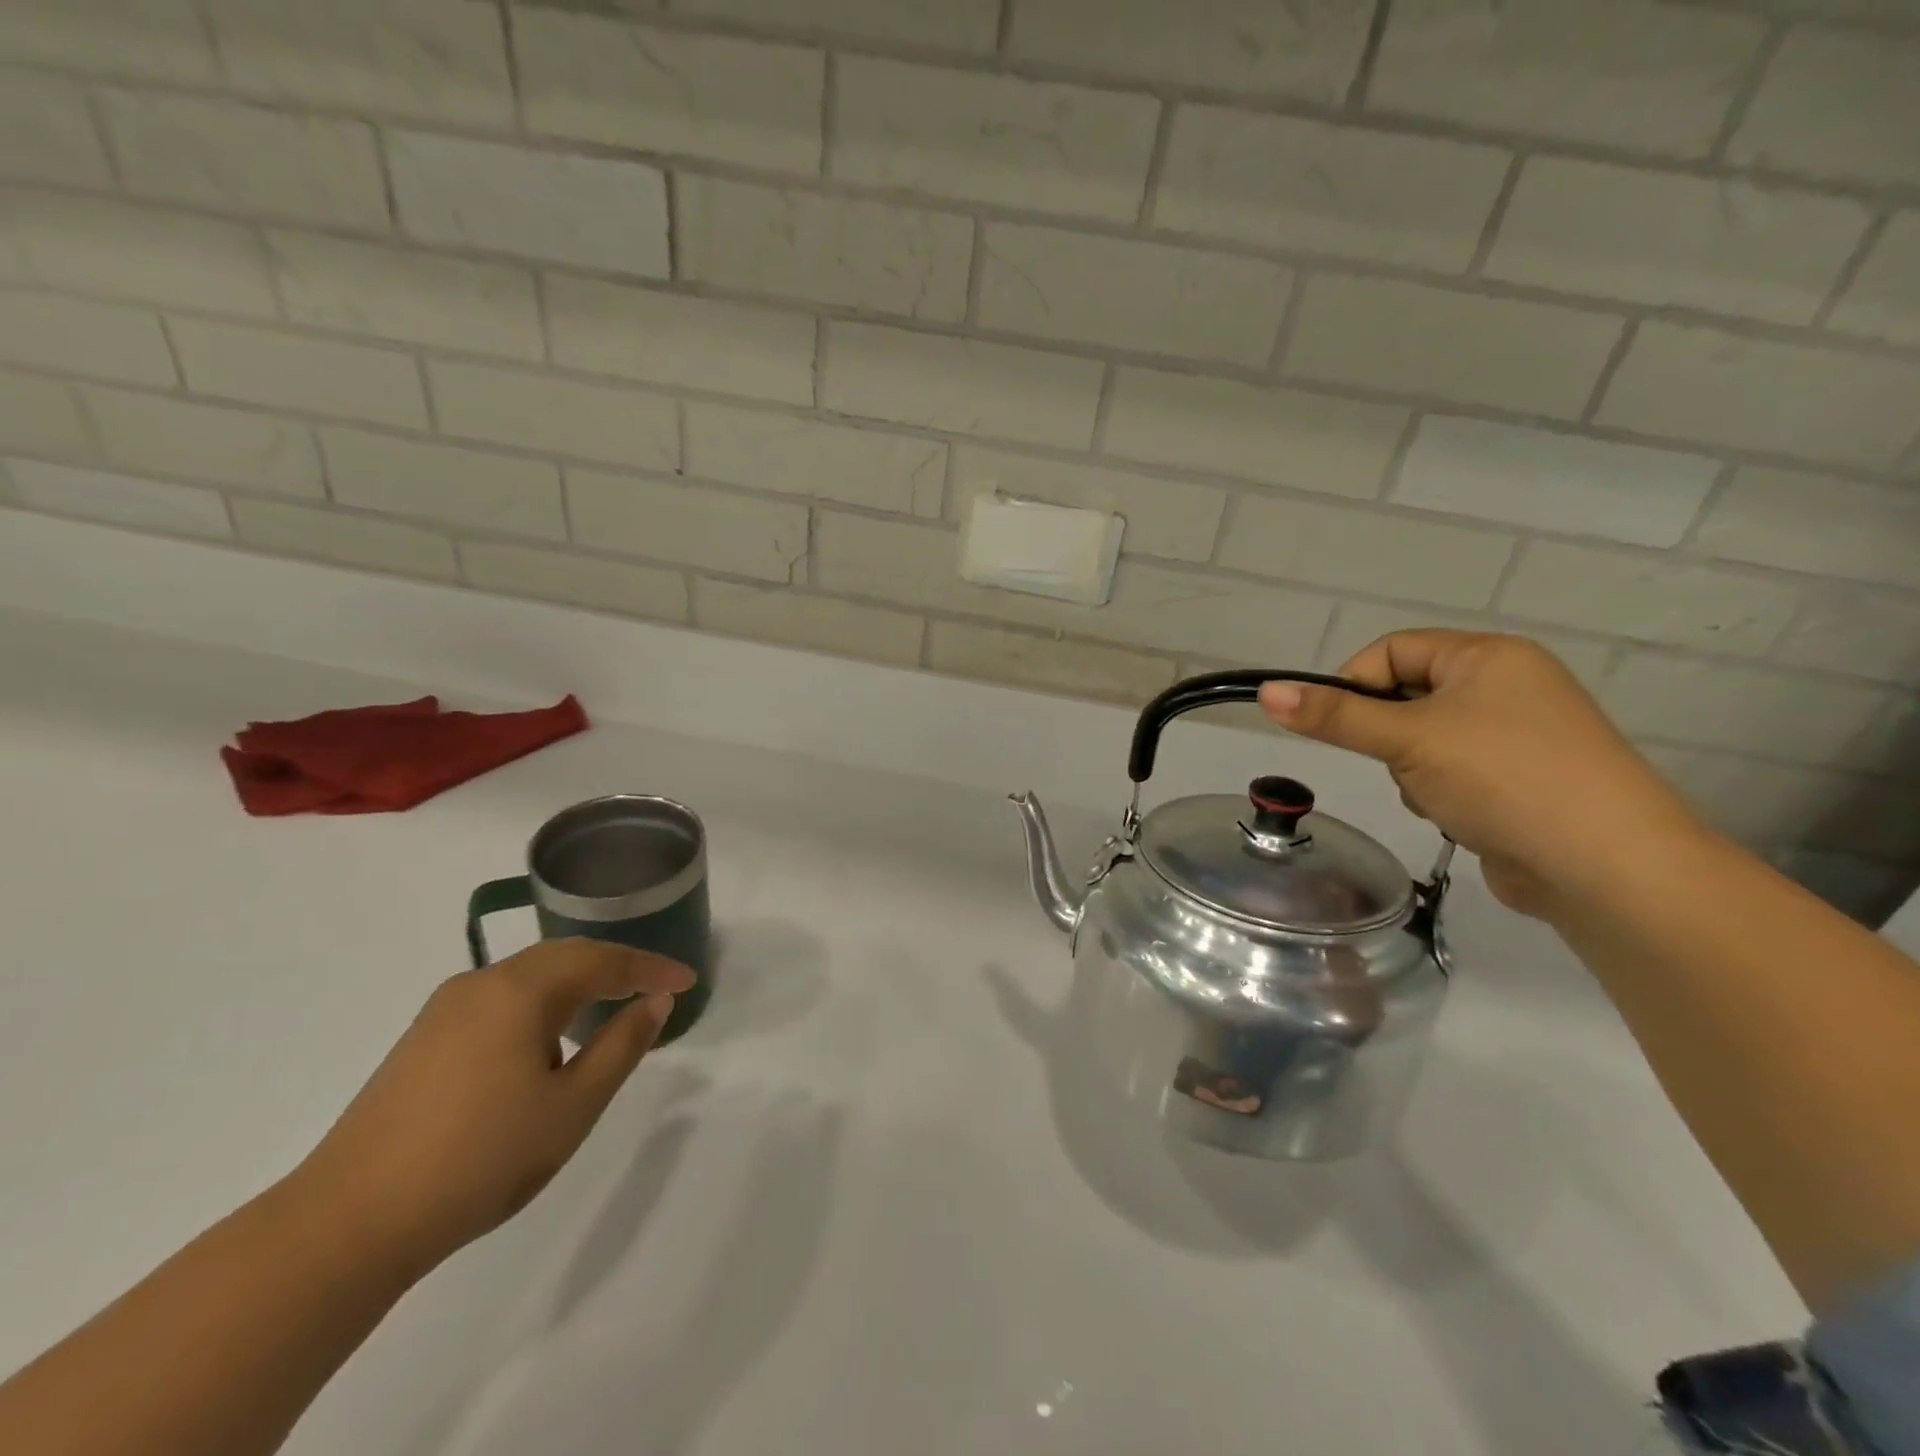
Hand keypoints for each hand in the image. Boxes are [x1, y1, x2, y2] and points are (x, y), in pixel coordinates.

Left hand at [291, 939, 695, 1271]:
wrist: (346, 1225)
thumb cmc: (480, 1158)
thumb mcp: (572, 1105)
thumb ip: (622, 1045)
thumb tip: (655, 1001)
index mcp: (519, 990)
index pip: (602, 960)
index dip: (650, 968)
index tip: (688, 980)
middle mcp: (480, 984)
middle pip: (564, 957)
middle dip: (615, 968)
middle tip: (656, 988)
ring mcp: (444, 1010)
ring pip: (529, 978)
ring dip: (577, 986)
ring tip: (609, 1011)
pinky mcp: (422, 1040)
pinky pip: (501, 1000)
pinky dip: (541, 1006)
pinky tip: (547, 1042)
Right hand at [1260, 630, 1695, 917]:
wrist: (1606, 867)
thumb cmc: (1504, 778)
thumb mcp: (1408, 739)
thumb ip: (1334, 716)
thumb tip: (1267, 692)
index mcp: (1487, 656)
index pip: (1392, 650)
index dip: (1355, 683)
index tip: (1337, 725)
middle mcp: (1505, 686)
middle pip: (1404, 696)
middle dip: (1387, 736)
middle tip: (1400, 762)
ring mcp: (1515, 736)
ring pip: (1420, 740)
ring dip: (1411, 770)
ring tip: (1440, 795)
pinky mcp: (1517, 780)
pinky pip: (1448, 772)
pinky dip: (1438, 792)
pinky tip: (1460, 815)